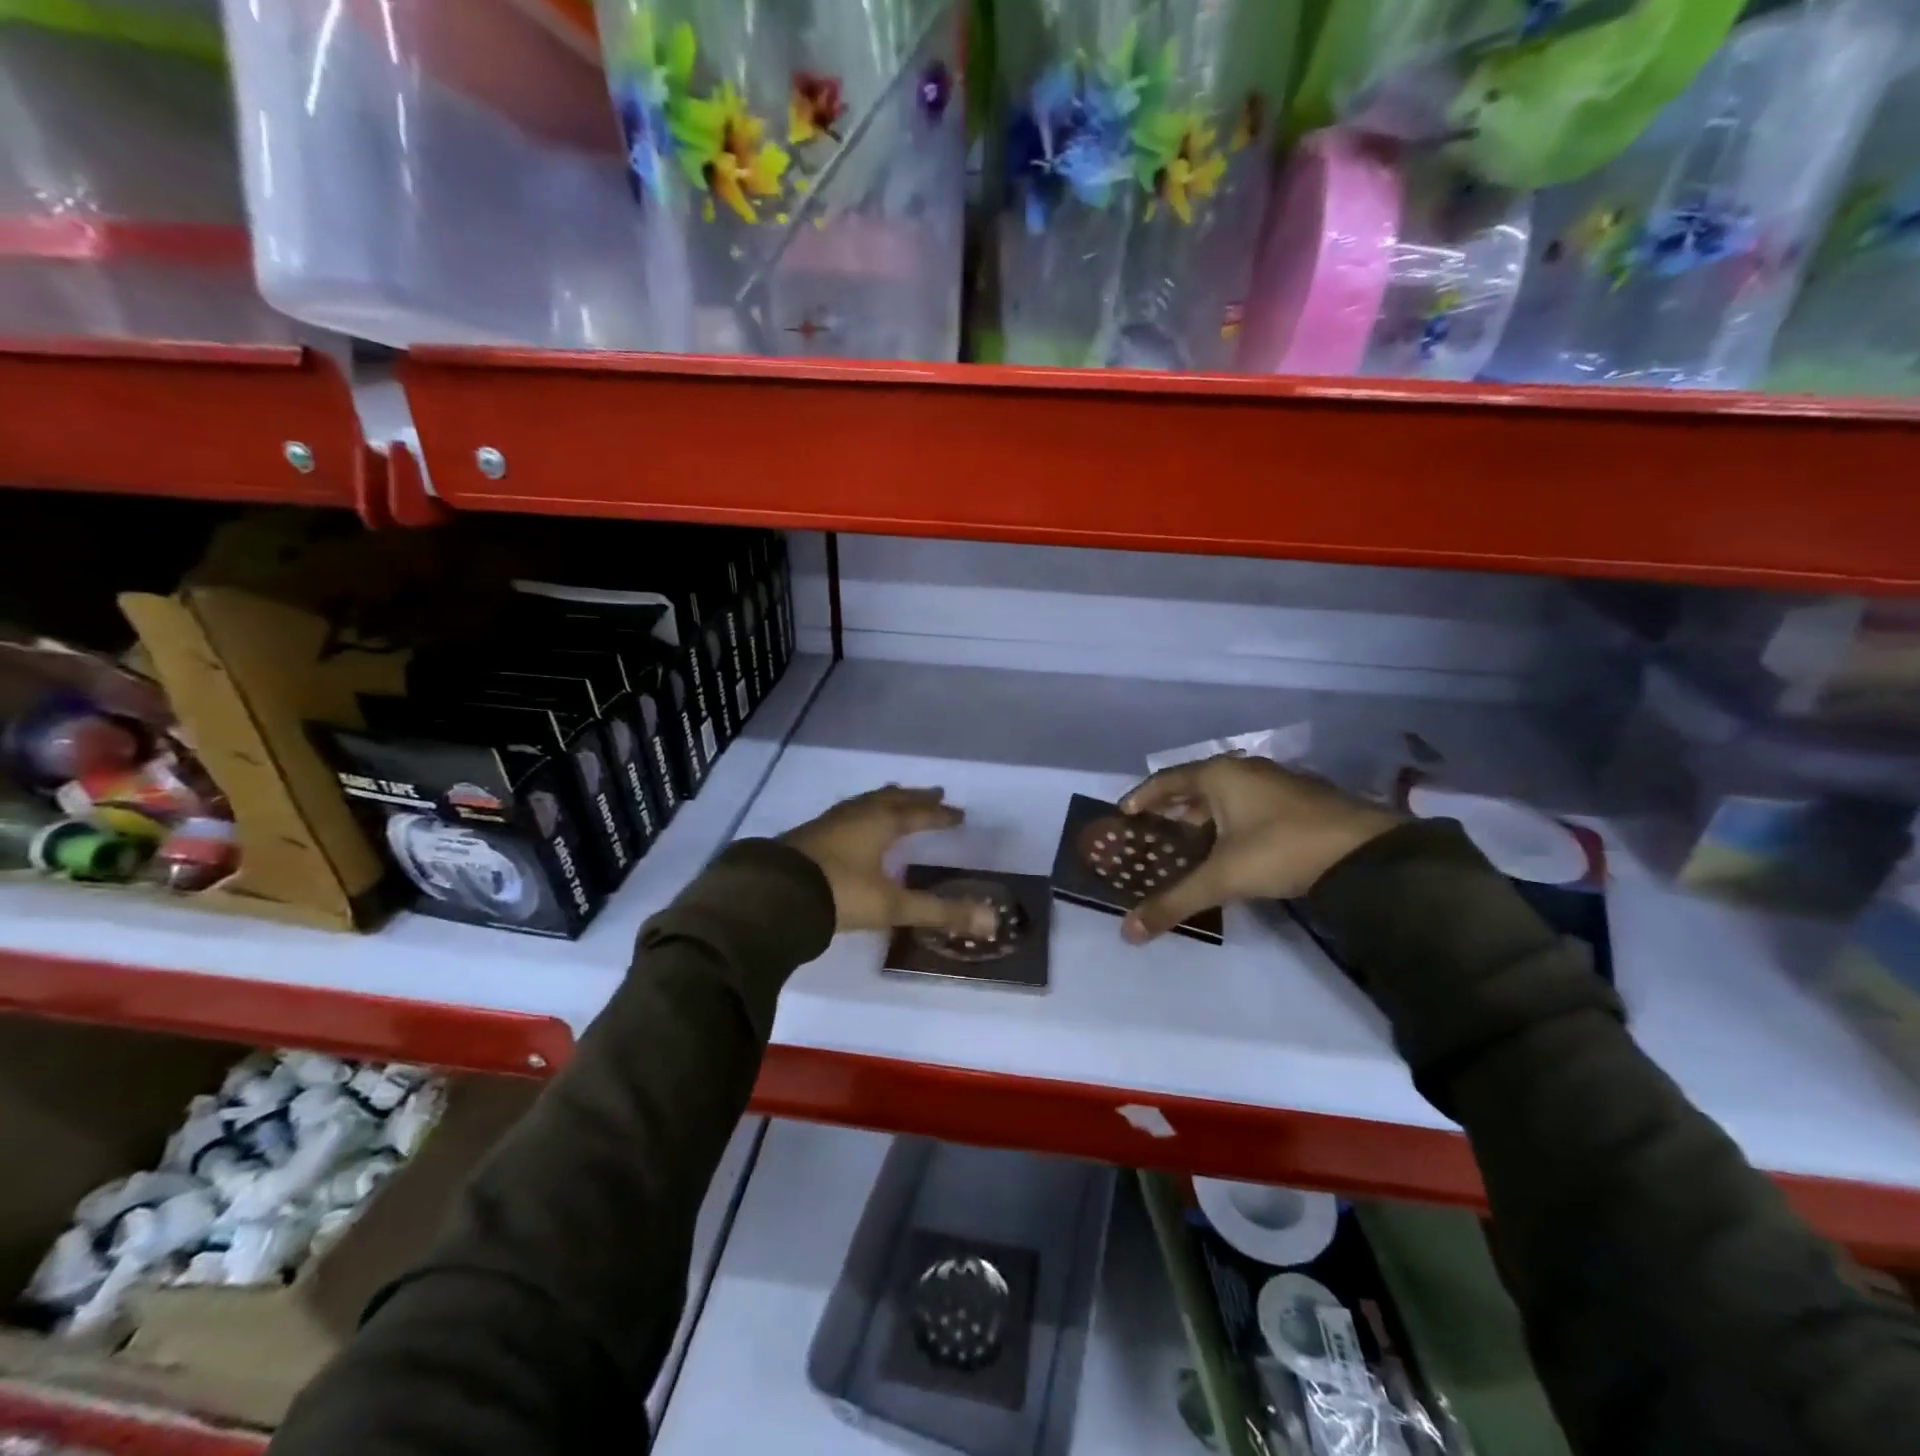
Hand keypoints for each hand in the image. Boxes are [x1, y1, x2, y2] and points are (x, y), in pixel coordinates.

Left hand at [781, 786, 996, 937]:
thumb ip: (938, 913)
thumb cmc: (839, 893)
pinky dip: (861, 813)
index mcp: (880, 823)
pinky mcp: (808, 835)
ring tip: (897, 798)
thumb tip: (990, 923)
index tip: (958, 814)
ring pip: (865, 802)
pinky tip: (854, 825)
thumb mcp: (891, 905)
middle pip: (892, 799)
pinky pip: (846, 814)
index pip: (918, 814)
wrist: (773, 895)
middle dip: (915, 798)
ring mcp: (829, 822)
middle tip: (935, 793)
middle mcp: (856, 815)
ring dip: (886, 800)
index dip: (939, 815)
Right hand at [1117, 756, 1402, 942]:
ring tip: (1184, 845)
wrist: (1365, 852)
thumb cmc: (1282, 849)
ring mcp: (1275, 783)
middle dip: (1171, 811)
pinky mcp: (1298, 801)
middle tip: (1151, 836)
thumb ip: (1174, 902)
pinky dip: (1229, 823)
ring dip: (1202, 819)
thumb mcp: (1223, 878)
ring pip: (1224, 798)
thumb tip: (1128, 933)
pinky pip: (1247, 806)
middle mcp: (1244, 771)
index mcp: (1220, 775)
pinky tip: (1229, 848)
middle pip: (1194, 787)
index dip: (1142, 797)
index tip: (1123, 815)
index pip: (1166, 780)